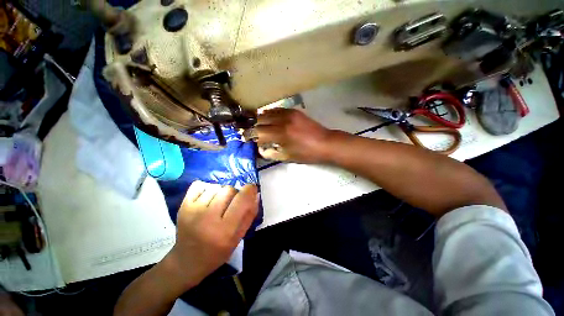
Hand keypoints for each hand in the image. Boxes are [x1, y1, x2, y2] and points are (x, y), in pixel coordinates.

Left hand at [163, 181, 257, 289]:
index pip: (242, 199)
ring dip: (221, 193)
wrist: (187, 261)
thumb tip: (255, 193)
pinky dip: (207, 189)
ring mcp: (192, 211)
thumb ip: (250, 214)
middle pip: (229, 189)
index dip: (250, 189)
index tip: (251, 190)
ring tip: (218, 205)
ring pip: (216, 187)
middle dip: (235, 193)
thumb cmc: (217, 252)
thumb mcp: (239, 237)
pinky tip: (207, 200)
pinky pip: (200, 185)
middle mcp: (208, 218)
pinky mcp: (182, 206)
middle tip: (232, 204)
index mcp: (225, 230)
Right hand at [254, 108, 332, 162]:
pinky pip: (277, 109)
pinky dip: (270, 114)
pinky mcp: (294, 111)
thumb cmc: (307, 153)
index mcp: (280, 134)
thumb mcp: (288, 157)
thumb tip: (260, 150)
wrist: (325, 143)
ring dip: (261, 119)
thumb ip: (271, 153)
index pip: (258, 132)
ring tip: (259, 125)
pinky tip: (270, 118)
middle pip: (260, 119)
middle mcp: (282, 120)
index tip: (247, 138)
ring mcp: (289, 114)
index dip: (251, 136)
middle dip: (254, 126)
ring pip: (268, 112)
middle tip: (252, 132)